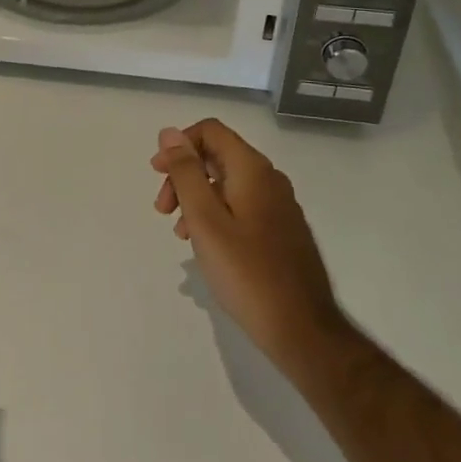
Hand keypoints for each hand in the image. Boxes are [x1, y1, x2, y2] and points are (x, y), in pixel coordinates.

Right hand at [150, 120, 348, 377]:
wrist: (303, 330)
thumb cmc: (246, 273)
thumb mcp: (205, 220)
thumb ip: (186, 173)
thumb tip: (169, 133)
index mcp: (252, 170)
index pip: (210, 131)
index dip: (179, 145)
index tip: (157, 174)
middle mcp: (269, 179)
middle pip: (217, 156)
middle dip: (183, 175)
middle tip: (163, 209)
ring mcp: (279, 206)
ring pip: (227, 182)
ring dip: (196, 197)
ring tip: (181, 233)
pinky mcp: (281, 230)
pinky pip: (241, 205)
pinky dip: (216, 214)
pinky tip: (206, 245)